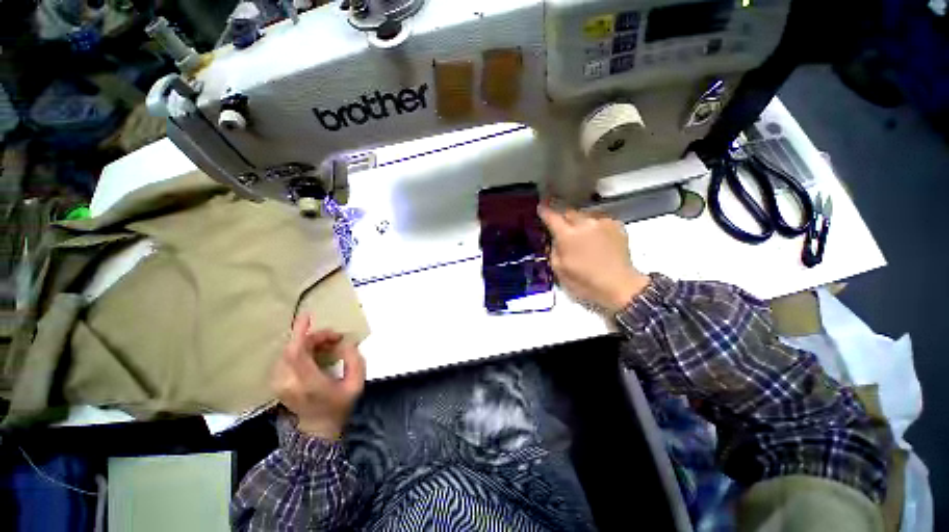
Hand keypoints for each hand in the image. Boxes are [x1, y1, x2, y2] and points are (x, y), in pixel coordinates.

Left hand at [271, 314, 365, 439]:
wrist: (318, 430)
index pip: (296, 353)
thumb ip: (354, 361)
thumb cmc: (339, 406)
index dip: (300, 332)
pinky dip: (302, 349)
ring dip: (309, 343)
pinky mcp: (278, 382)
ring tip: (329, 345)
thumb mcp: (356, 384)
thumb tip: (346, 342)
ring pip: (289, 351)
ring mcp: (279, 383)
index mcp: (308, 383)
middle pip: (294, 348)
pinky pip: (287, 357)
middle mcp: (288, 382)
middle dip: (315, 337)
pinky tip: (317, 353)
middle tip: (336, 338)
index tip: (307, 315)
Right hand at [538, 205, 649, 312]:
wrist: (619, 285)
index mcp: (567, 235)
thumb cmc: (585, 281)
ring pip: (584, 214)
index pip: (551, 216)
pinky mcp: (616, 225)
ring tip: (581, 234)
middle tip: (561, 227)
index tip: (541, 207)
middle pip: (568, 211)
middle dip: (563, 217)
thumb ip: (553, 249)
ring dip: (579, 221)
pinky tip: (596, 237)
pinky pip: (599, 219)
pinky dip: (594, 225)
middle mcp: (584, 223)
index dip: (544, 211)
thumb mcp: (559, 269)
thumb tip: (554, 239)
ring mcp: (602, 222)